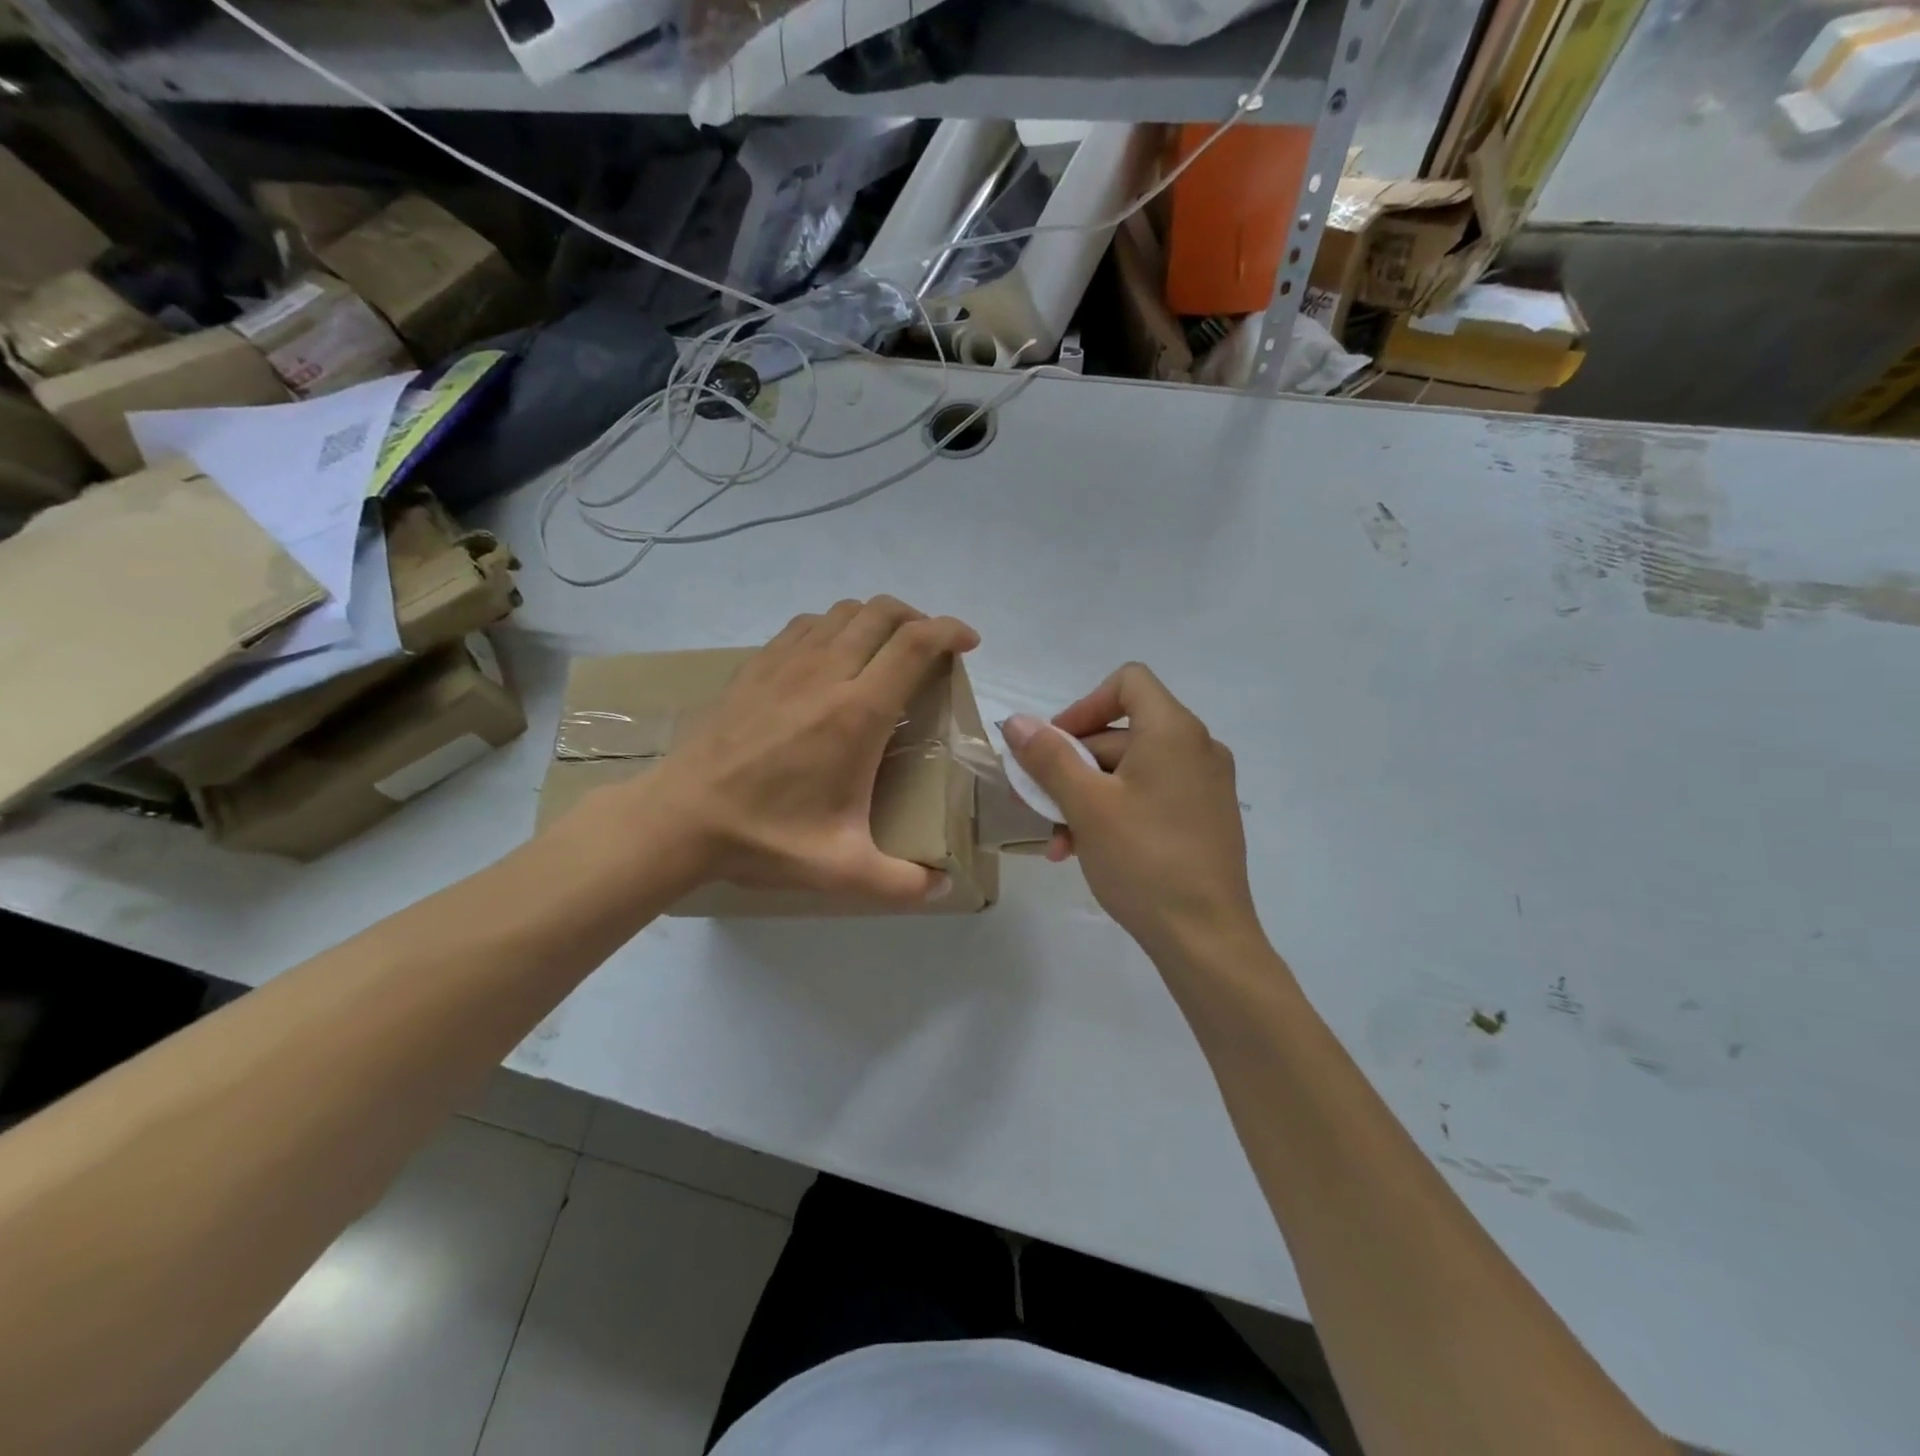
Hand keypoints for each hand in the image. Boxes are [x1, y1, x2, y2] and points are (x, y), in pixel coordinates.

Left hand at [643, 596, 978, 902]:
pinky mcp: (755, 666)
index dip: (951, 631)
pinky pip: (805, 625)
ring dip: (875, 619)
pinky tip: (831, 657)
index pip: (916, 644)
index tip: (969, 643)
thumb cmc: (765, 837)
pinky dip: (833, 627)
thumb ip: (902, 884)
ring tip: (886, 649)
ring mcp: (785, 663)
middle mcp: (826, 673)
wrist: (680, 818)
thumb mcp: (842, 871)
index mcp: (857, 713)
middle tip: (931, 648)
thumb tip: (943, 889)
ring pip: (843, 612)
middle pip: (883, 613)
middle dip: (918, 618)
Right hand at [1003, 664, 1259, 962]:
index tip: (1054, 745)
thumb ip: (1048, 757)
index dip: (1083, 705)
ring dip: (1086, 797)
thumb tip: (1017, 722)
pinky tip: (1084, 850)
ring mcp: (1205, 786)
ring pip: (1131, 771)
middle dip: (1072, 765)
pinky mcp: (1205, 819)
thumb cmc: (1143, 860)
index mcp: (1174, 731)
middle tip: (1037, 802)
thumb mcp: (1086, 805)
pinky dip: (1115, 812)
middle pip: (1122, 733)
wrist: (1206, 938)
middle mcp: (1197, 749)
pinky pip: (1150, 797)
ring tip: (1058, 840)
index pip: (1128, 682)